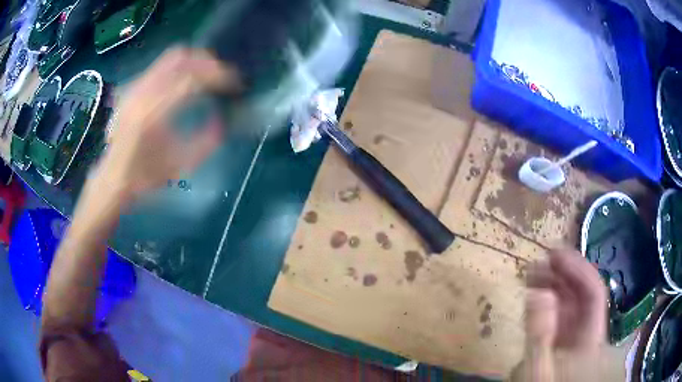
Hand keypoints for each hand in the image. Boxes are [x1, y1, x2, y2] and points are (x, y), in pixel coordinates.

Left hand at [93, 47, 239, 204]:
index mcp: (153, 115)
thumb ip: (207, 141)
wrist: (113, 178)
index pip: (192, 79)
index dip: (218, 77)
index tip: (235, 84)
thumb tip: (225, 119)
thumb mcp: (180, 165)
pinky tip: (186, 81)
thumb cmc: (145, 176)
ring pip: (171, 57)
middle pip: (182, 58)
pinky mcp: (133, 86)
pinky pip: (161, 65)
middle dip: (208, 63)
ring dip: (194, 62)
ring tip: (207, 76)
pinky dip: (180, 67)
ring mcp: (135, 87)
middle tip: (222, 77)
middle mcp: (142, 93)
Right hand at [514, 249, 606, 380]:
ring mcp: (575, 334)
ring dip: (555, 283)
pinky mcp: (562, 338)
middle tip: (540, 260)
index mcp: (590, 336)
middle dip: (563, 273)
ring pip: (571, 301)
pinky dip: (548, 299)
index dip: (578, 269)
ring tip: (533, 273)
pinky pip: (560, 312)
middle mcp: (587, 329)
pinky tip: (535, 294)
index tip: (555, 254)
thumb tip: (540, 293)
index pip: (594, 293)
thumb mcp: (537, 368)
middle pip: (583, 293)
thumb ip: (540, 335)